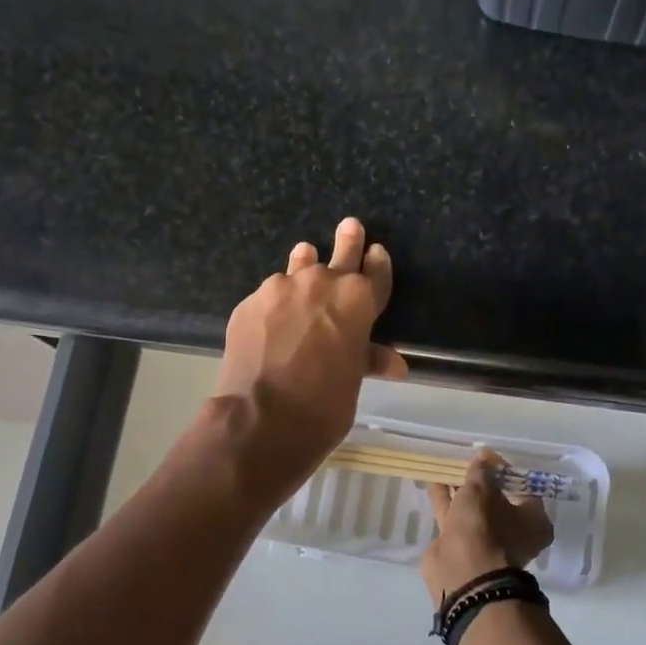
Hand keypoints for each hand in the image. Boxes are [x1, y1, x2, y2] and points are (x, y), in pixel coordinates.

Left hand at [211, 217, 408, 502]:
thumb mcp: (353, 381)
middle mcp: (320, 283)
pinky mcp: (249, 303)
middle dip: (348, 240)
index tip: (377, 252)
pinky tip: (272, 317)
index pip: (375, 272)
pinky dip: (276, 302)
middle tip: (350, 226)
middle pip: (340, 253)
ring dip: (304, 264)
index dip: (378, 263)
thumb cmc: (323, 405)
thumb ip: (368, 359)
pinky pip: (269, 295)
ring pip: (297, 266)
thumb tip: (396, 364)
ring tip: (304, 257)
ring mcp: (280, 289)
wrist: (261, 418)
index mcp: (357, 300)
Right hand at [421, 450, 554, 604]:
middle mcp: (513, 532)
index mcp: (533, 520)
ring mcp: (486, 542)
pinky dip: (446, 501)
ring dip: (460, 489)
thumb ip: (481, 472)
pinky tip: (435, 483)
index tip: (486, 456)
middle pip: (496, 499)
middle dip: (481, 481)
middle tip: (467, 461)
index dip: (504, 469)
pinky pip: (454, 517)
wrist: (462, 574)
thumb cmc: (484, 528)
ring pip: (472, 509)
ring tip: (447, 467)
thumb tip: (482, 458)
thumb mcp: (482, 490)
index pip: (522, 486)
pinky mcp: (461, 547)